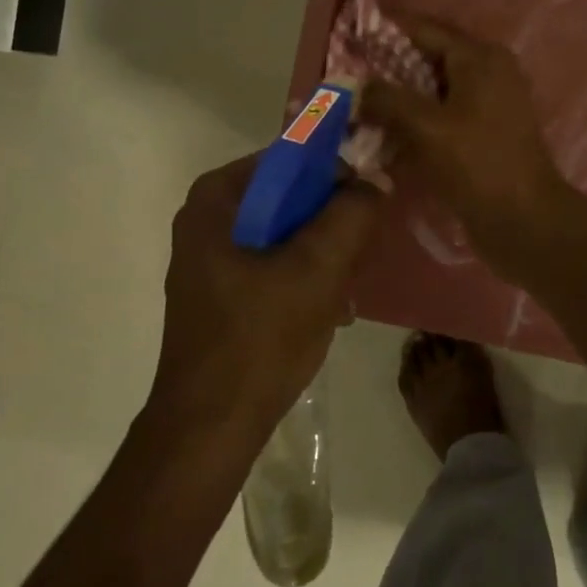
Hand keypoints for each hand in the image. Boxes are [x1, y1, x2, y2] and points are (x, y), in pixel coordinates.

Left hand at [151, 156, 381, 447]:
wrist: (211, 428)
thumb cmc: (260, 338)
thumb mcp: (318, 268)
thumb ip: (352, 213)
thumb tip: (377, 178)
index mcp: (218, 198)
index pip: (291, 158)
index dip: (337, 171)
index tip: (374, 197)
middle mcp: (209, 217)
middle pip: (289, 195)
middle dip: (332, 219)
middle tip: (364, 245)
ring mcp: (212, 257)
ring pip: (286, 231)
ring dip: (325, 251)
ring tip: (350, 283)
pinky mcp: (222, 291)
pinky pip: (275, 262)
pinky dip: (305, 275)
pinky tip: (331, 307)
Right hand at [360, 12, 567, 277]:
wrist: (524, 220)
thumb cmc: (477, 164)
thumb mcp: (427, 127)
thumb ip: (387, 99)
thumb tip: (356, 86)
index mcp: (479, 57)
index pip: (423, 30)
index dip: (384, 33)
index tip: (347, 42)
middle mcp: (487, 72)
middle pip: (427, 59)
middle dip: (386, 69)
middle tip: (346, 81)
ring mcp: (487, 104)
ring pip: (432, 90)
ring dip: (398, 99)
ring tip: (357, 108)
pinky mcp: (482, 133)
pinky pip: (441, 116)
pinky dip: (415, 121)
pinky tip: (384, 134)